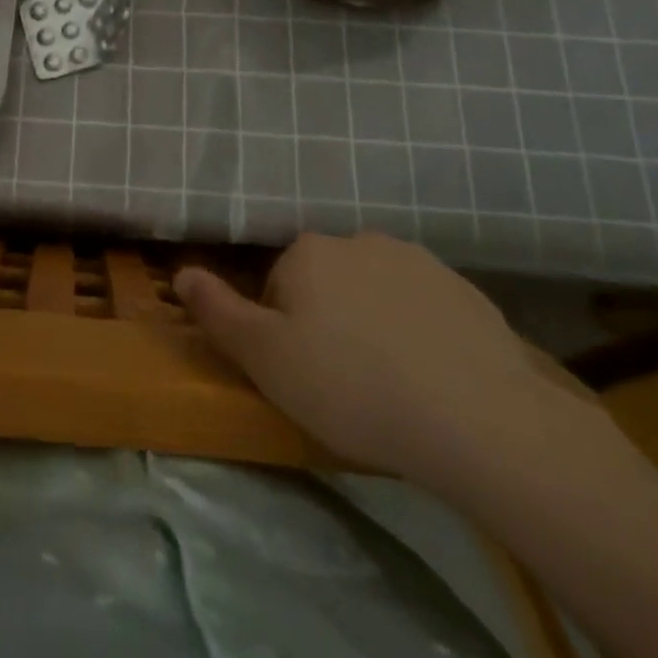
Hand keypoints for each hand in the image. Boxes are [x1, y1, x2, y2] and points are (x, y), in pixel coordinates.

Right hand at [176, 232, 568, 483]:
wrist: (476, 417)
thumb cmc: (351, 386)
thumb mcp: (265, 359)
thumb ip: (218, 312)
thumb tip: (181, 272)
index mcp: (308, 252)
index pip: (278, 284)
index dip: (283, 331)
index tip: (302, 374)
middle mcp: (359, 240)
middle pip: (327, 283)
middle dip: (328, 322)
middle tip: (344, 383)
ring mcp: (417, 261)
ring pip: (376, 292)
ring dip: (374, 324)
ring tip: (393, 384)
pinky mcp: (465, 291)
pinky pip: (424, 307)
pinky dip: (420, 333)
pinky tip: (434, 378)